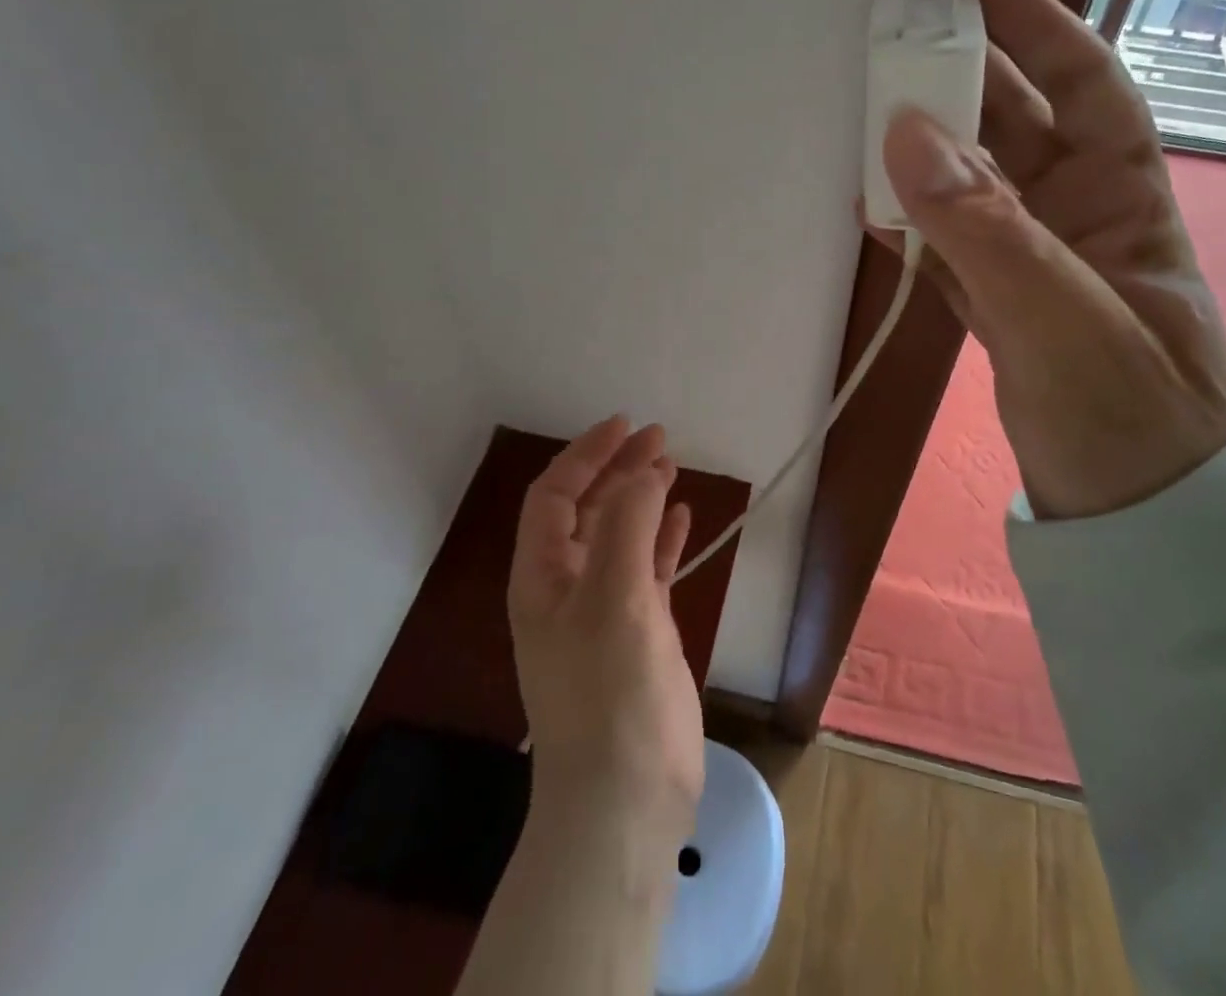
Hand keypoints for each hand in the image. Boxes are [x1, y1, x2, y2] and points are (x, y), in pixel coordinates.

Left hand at [508, 417, 702, 835]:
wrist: (624, 800)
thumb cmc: (610, 693)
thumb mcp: (614, 598)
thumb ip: (627, 526)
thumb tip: (643, 471)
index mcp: (543, 576)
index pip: (554, 496)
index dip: (586, 455)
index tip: (627, 425)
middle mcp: (567, 587)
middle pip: (588, 510)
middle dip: (619, 469)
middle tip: (661, 438)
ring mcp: (603, 611)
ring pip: (620, 536)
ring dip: (641, 498)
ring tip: (671, 466)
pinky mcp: (637, 633)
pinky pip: (647, 569)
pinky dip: (661, 539)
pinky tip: (682, 518)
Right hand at [877, 0, 1225, 518]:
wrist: (1133, 523)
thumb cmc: (1128, 419)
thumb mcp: (1063, 320)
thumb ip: (986, 230)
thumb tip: (906, 132)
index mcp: (1126, 205)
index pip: (1090, 94)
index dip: (1045, 33)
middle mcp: (1081, 223)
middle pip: (1017, 135)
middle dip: (961, 92)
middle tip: (895, 58)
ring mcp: (1036, 268)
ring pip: (973, 192)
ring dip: (925, 161)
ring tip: (868, 130)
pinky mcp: (999, 310)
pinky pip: (950, 249)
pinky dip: (914, 229)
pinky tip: (874, 213)